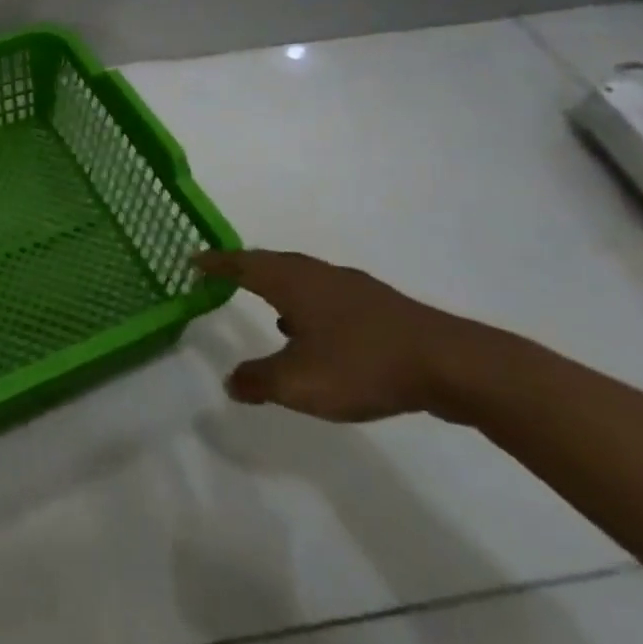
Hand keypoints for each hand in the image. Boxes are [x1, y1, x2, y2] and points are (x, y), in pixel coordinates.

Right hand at [195, 249, 493, 421]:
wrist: (448, 363)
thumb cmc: (362, 364)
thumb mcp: (299, 383)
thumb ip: (259, 381)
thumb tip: (230, 381)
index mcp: (293, 282)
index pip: (243, 264)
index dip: (217, 263)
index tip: (194, 260)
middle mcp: (318, 275)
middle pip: (273, 263)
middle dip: (246, 268)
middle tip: (224, 274)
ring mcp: (352, 288)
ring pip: (303, 278)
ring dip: (280, 287)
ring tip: (268, 306)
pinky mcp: (378, 307)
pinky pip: (327, 296)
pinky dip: (309, 305)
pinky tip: (315, 332)